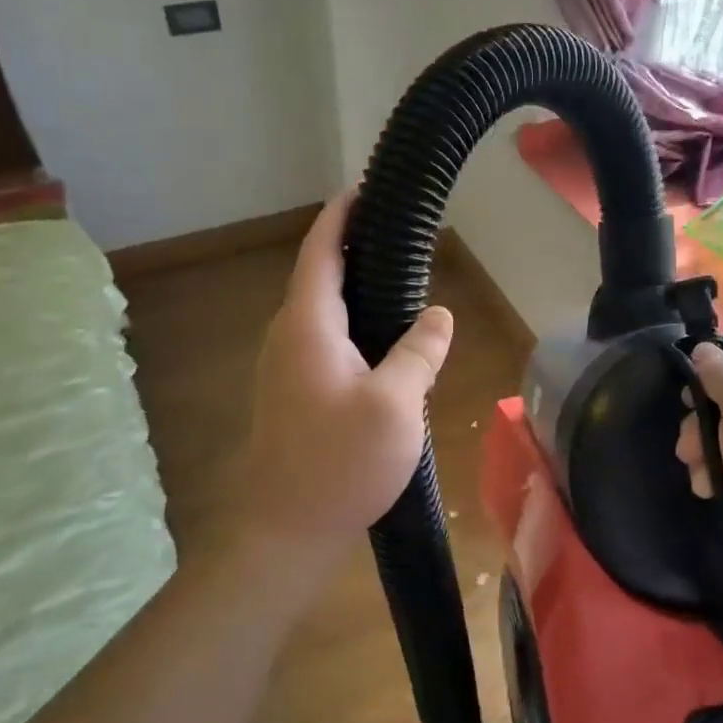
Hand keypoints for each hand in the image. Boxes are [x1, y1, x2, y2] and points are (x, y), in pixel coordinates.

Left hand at [230, 191, 452, 599]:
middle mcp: (287, 338)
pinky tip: (383, 343)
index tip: (365, 189)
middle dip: (352, 249)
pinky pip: (323, 342)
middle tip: (399, 236)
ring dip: (353, 290)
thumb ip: (419, 351)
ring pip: (321, 313)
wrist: (284, 533)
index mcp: (308, 326)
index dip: (341, 216)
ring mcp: (284, 368)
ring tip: (398, 282)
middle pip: (318, 277)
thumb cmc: (339, 463)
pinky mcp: (292, 395)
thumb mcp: (396, 404)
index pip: (320, 252)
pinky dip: (352, 324)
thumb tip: (439, 314)